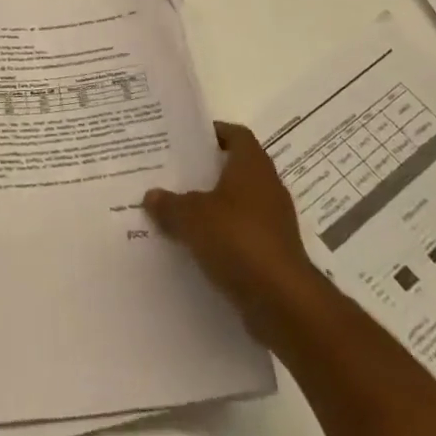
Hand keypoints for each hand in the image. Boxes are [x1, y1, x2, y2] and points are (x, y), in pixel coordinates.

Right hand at [144, 122, 324, 350]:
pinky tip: (195, 247)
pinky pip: (241, 236)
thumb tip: (152, 196)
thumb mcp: (192, 217)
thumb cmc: (239, 240)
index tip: (187, 139)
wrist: (284, 302)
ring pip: (237, 205)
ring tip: (177, 212)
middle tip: (173, 174)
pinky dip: (221, 238)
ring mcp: (274, 223)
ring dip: (212, 208)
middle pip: (235, 169)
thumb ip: (169, 204)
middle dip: (206, 172)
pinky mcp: (273, 254)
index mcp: (252, 166)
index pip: (236, 135)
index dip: (214, 132)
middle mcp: (267, 188)